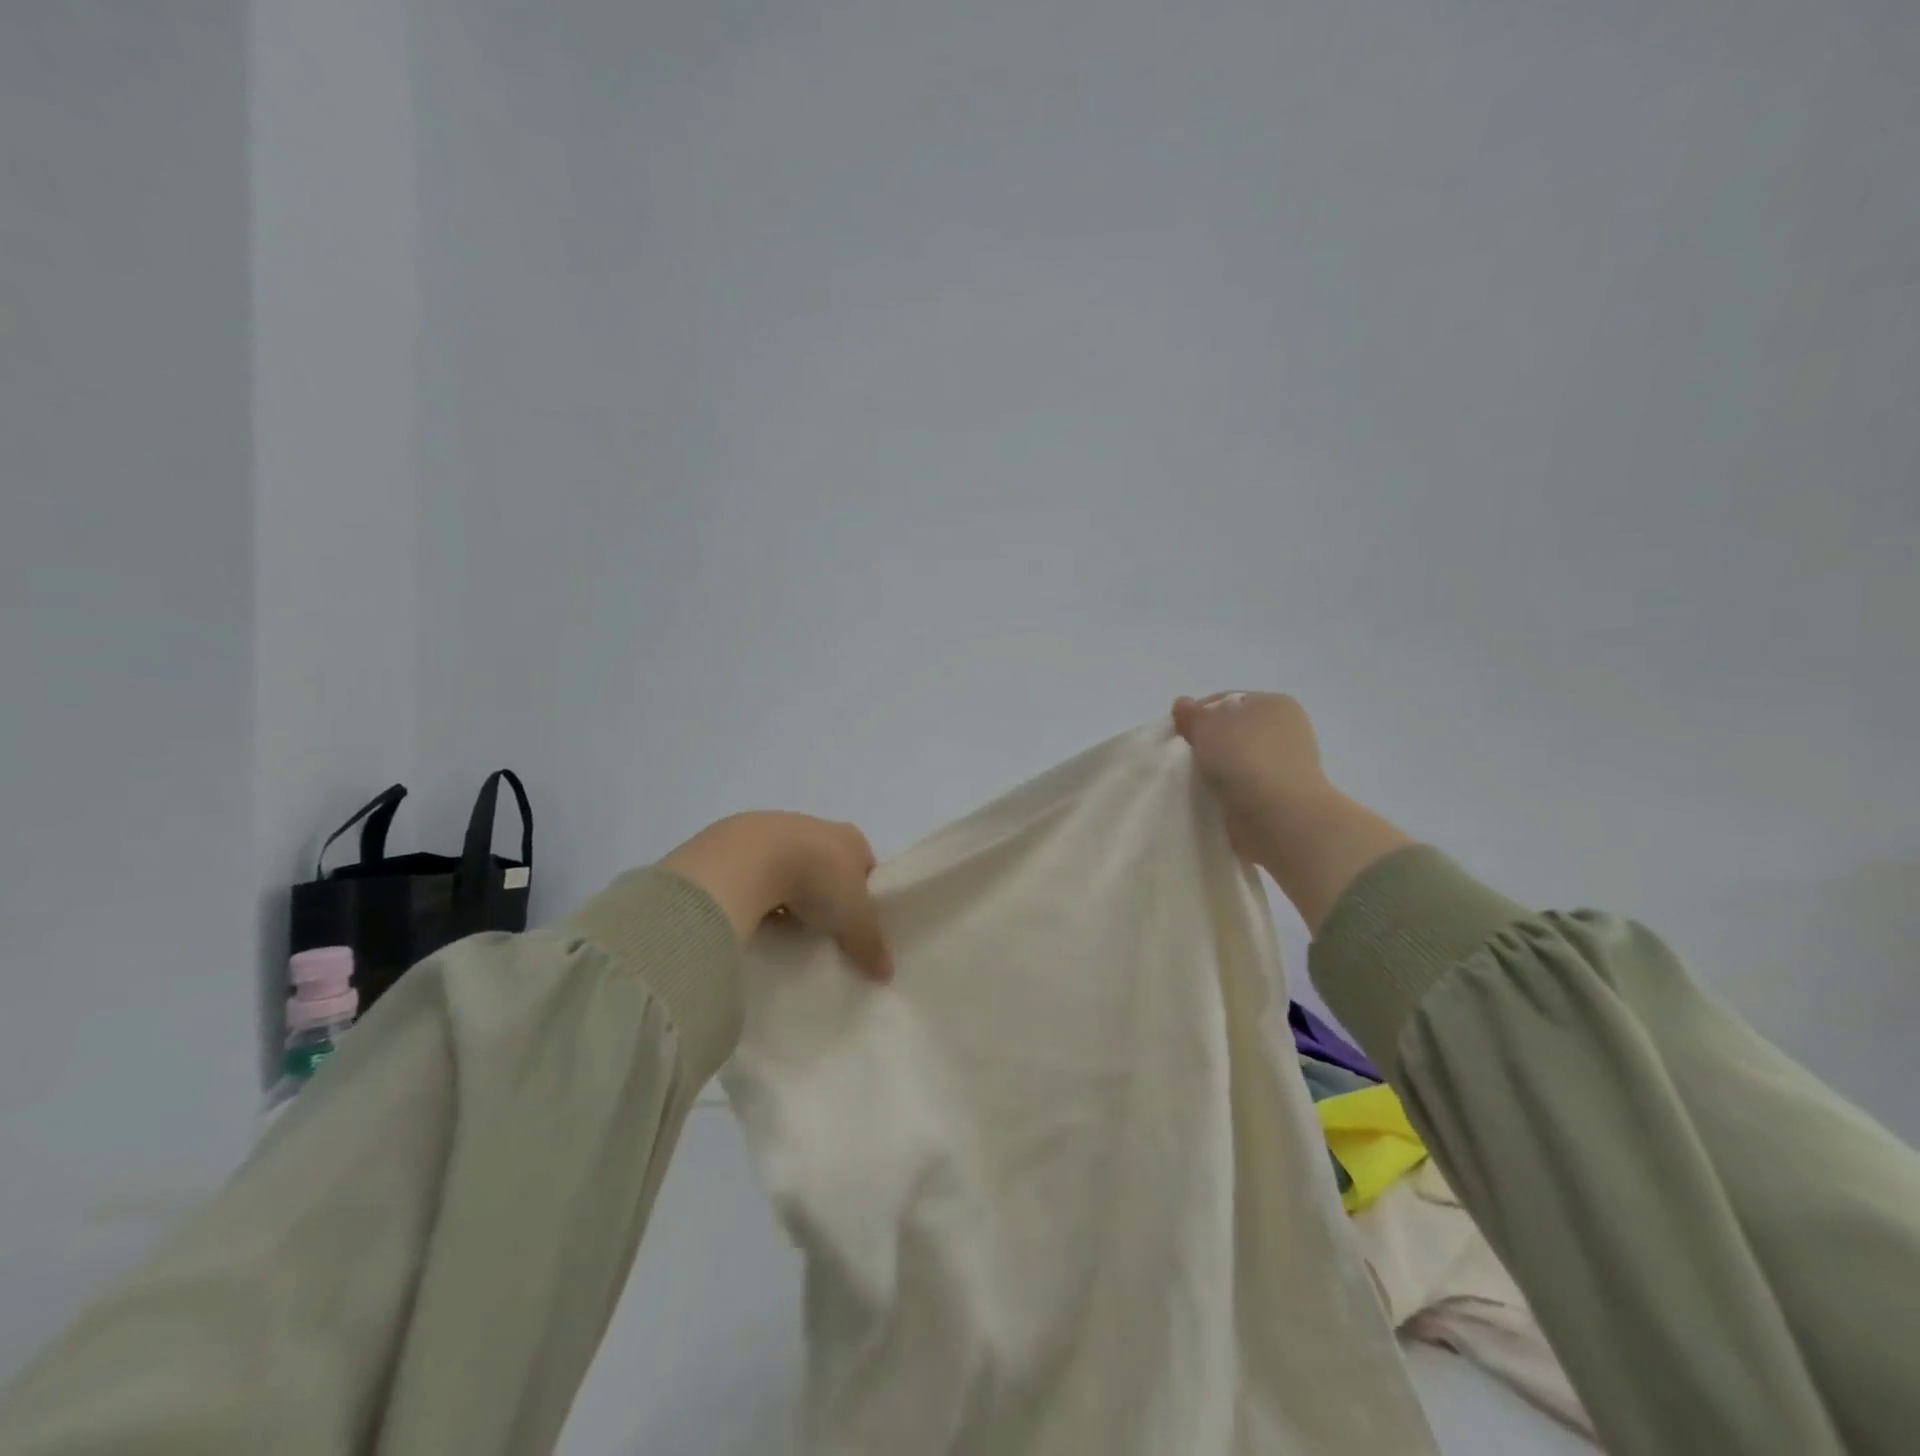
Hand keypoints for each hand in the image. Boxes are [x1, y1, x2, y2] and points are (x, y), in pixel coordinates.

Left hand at [660, 813, 892, 980]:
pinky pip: (753, 872)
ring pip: (787, 866)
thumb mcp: (854, 919)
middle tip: (819, 930)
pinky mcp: (734, 841)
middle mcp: (815, 826)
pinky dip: (755, 892)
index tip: (855, 924)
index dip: (863, 893)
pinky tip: (751, 917)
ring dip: (786, 892)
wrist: (750, 858)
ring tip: (782, 928)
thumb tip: (886, 972)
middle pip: (826, 864)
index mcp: (850, 838)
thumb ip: (871, 943)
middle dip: (822, 893)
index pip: (864, 864)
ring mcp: (773, 829)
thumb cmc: (817, 880)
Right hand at [1173, 692, 1411, 931]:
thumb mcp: (1207, 726)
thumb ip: (1191, 715)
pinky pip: (1243, 788)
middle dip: (1207, 743)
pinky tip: (1211, 799)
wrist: (1279, 816)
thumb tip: (1182, 704)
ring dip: (1217, 770)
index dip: (1198, 714)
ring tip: (1194, 782)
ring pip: (1237, 761)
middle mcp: (1286, 730)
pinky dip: (1228, 792)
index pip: (1227, 701)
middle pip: (1233, 731)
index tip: (1177, 734)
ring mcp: (1285, 766)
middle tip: (1183, 758)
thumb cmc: (1245, 758)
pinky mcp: (1280, 797)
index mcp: (1274, 704)